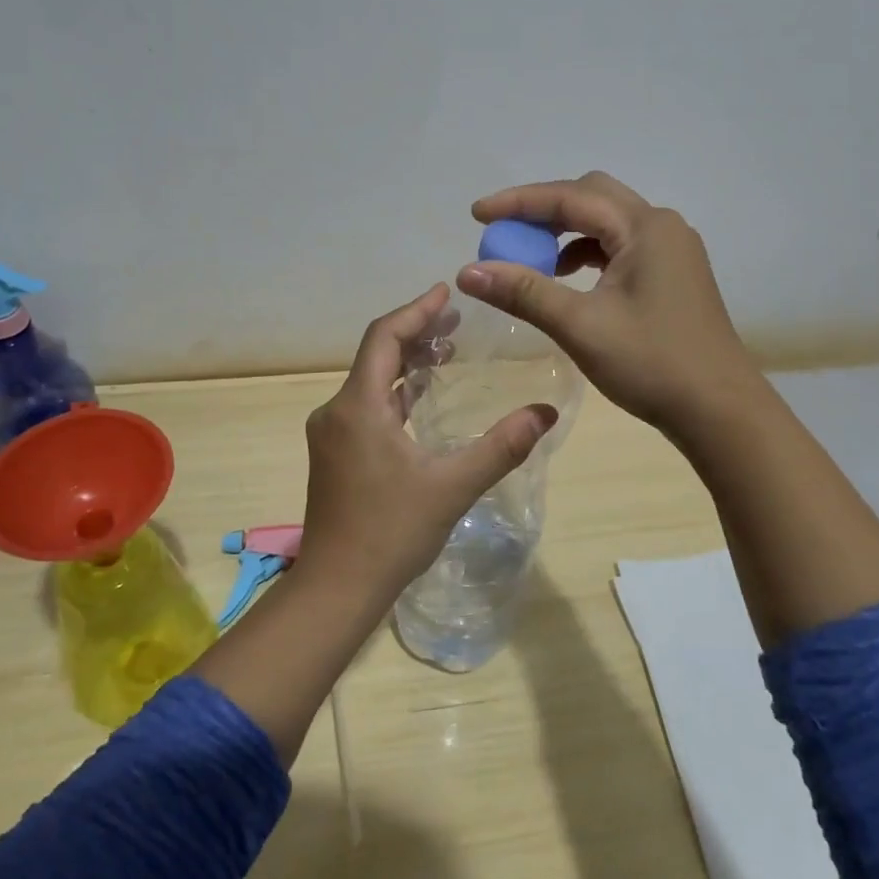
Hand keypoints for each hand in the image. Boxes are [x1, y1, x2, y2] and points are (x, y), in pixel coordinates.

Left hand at [298, 283, 557, 601]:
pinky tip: (422, 398)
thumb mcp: (452, 487)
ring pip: (370, 381)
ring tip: (447, 351)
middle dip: (416, 332)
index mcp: (359, 407)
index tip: (448, 291)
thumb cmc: (391, 533)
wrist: (336, 588)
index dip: (417, 310)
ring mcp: (332, 433)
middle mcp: (337, 411)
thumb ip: (500, 447)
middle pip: (376, 354)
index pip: (384, 337)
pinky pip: (366, 405)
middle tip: (457, 320)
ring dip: (406, 363)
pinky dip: (396, 392)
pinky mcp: (335, 453)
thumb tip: (545, 412)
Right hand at [457, 172, 766, 435]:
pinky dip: (586, 254)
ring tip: (529, 259)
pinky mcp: (672, 274)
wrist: (719, 410)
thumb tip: (467, 272)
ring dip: (565, 233)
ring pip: (607, 222)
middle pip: (592, 197)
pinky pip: (620, 247)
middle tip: (503, 231)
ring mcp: (672, 250)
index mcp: (645, 228)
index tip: (476, 215)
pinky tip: (567, 280)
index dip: (518, 202)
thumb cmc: (652, 364)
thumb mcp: (581, 326)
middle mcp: (661, 227)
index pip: (571, 197)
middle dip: (543, 210)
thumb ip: (524, 292)